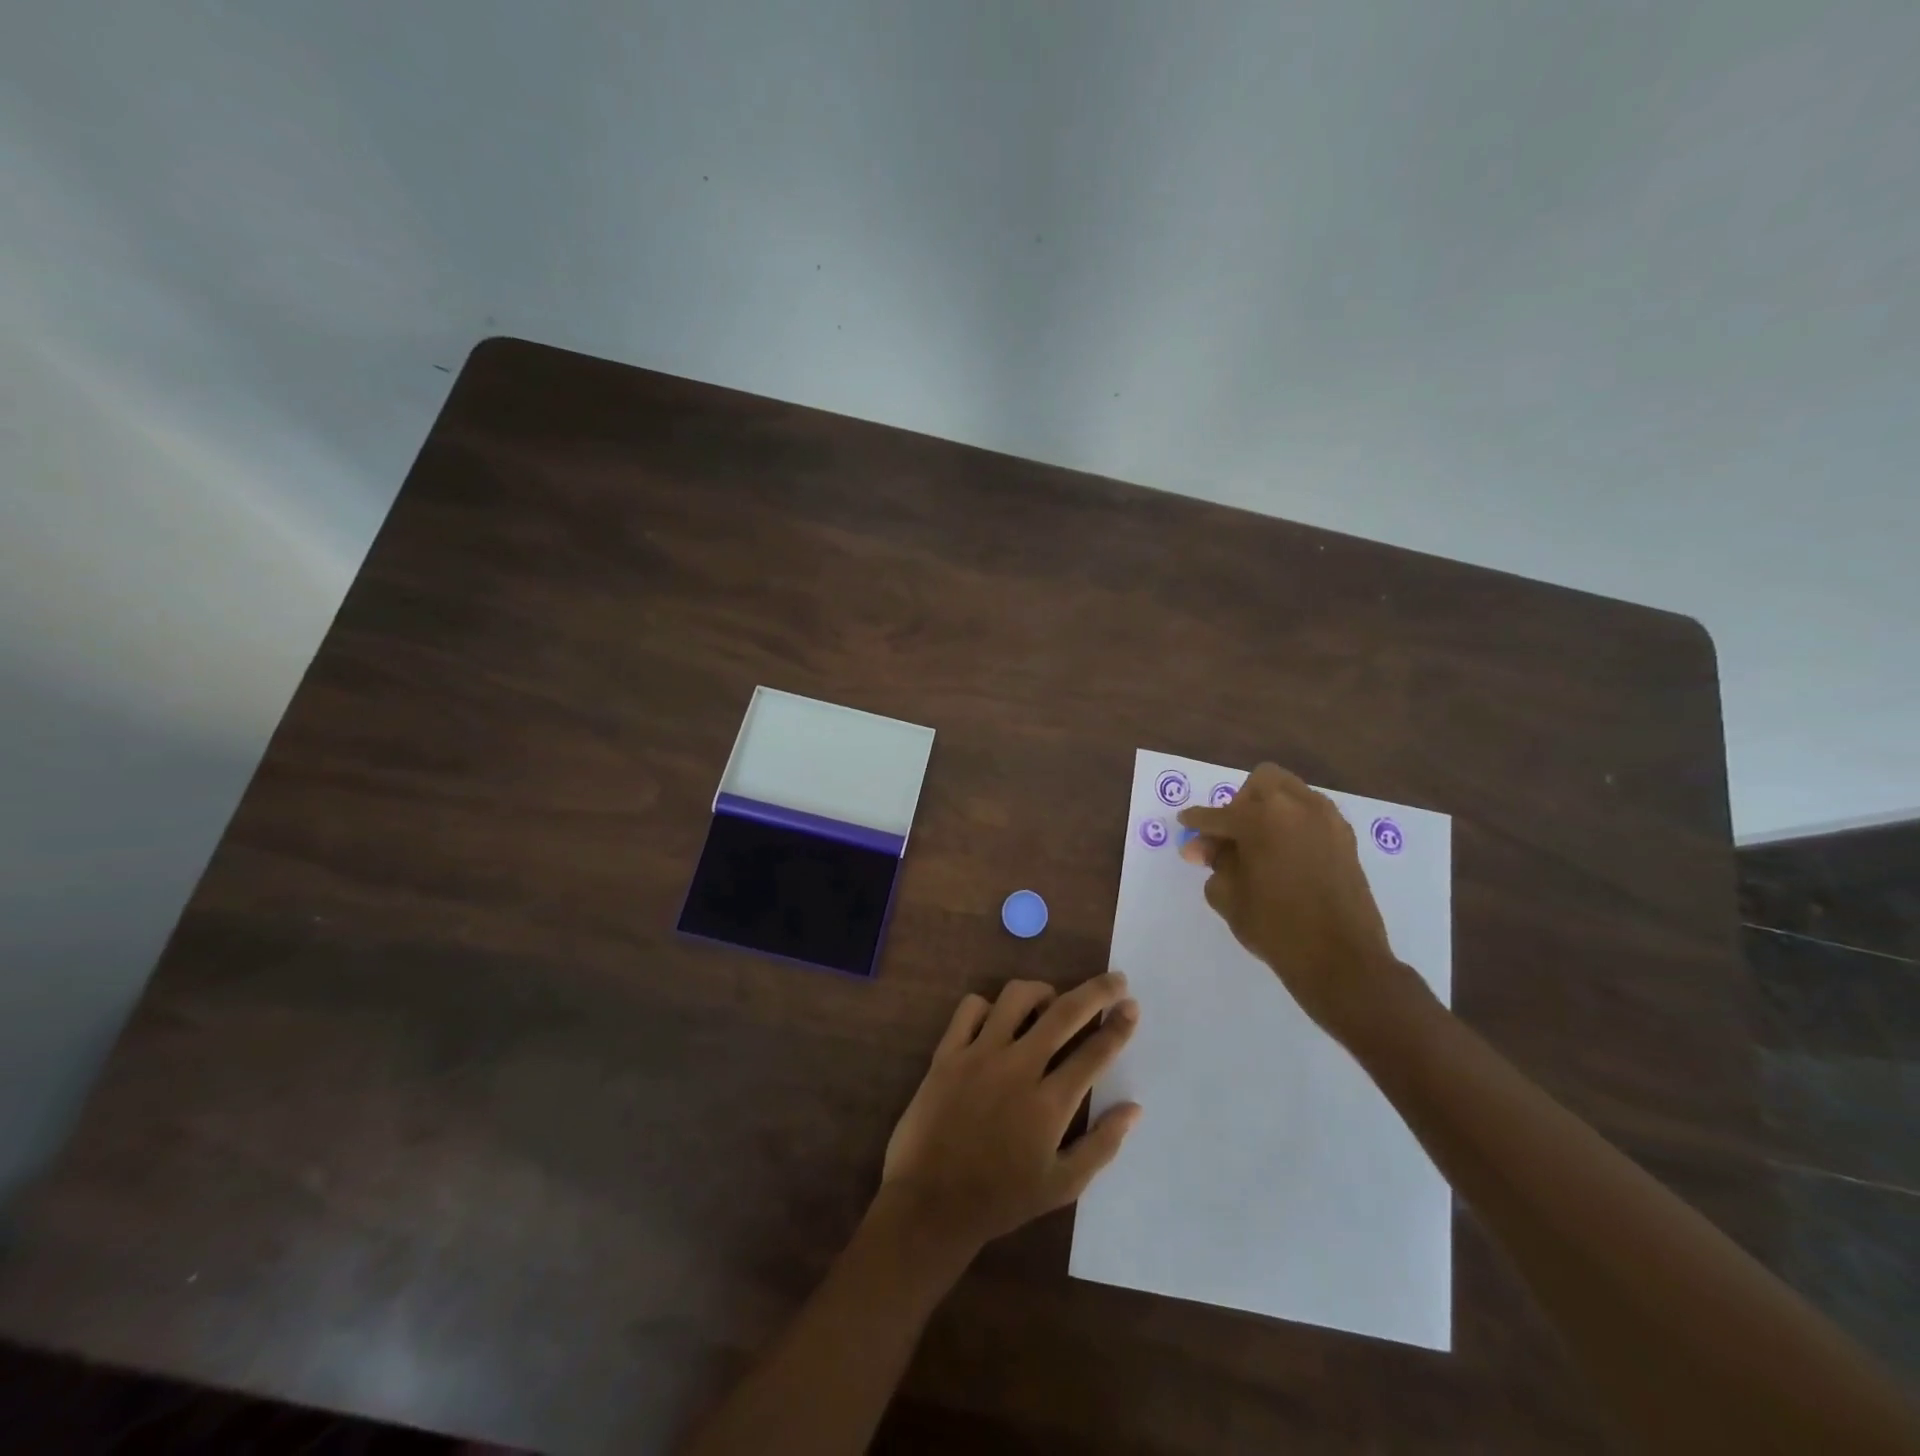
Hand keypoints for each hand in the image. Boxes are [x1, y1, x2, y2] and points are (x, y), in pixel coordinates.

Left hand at [880, 973, 1141, 1257]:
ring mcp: (979, 1055)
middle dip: (1096, 991)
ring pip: (1016, 997)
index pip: (1095, 1052)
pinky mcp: (947, 1053)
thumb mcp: (1061, 1186)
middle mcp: (1018, 1068)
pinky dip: (988, 1006)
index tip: (1132, 1005)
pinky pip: (970, 1008)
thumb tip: (1134, 1108)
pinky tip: (997, 1021)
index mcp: (1050, 1104)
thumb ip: (1101, 1145)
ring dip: (1041, 992)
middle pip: (1064, 1012)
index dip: (1118, 1025)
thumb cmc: (1001, 1199)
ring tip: (1049, 1003)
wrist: (930, 1204)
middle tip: (1114, 980)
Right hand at [1177, 763, 1422, 1043]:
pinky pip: (1311, 814)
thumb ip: (1215, 862)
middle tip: (1230, 836)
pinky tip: (1285, 853)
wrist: (1341, 960)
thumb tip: (1207, 848)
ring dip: (1269, 809)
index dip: (1196, 822)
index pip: (1217, 814)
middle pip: (1260, 783)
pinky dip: (1293, 823)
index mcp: (1260, 817)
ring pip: (1290, 792)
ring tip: (1259, 843)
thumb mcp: (1228, 895)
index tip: (1186, 825)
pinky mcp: (1345, 837)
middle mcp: (1295, 806)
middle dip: (1240, 803)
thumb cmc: (1275, 927)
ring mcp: (1326, 819)